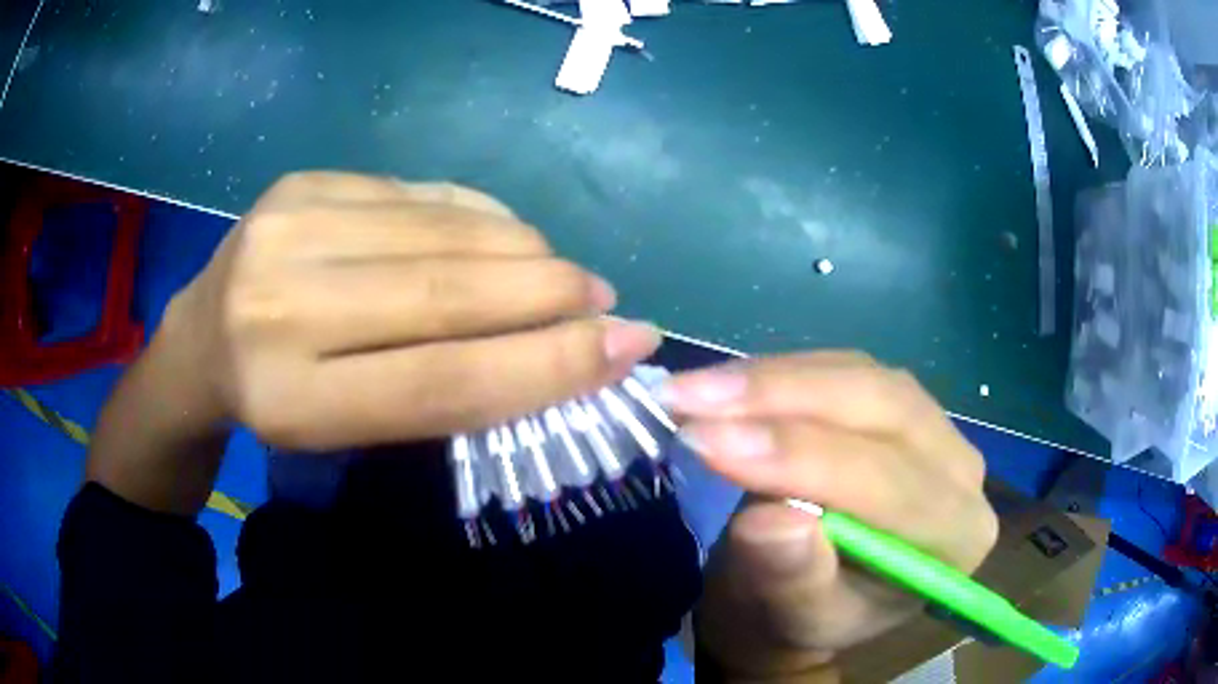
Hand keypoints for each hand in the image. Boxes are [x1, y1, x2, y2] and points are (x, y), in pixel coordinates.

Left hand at [163, 172, 659, 450]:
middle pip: (447, 295)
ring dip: (523, 251)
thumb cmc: (279, 403)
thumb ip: (441, 392)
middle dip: (548, 294)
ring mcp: (287, 229)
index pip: (442, 382)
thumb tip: (557, 346)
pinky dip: (478, 215)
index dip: (547, 366)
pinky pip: (418, 193)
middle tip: (604, 301)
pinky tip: (501, 235)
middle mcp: (280, 310)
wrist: (199, 341)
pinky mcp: (302, 182)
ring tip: (558, 271)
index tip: (627, 347)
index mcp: (294, 403)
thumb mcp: (349, 429)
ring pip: (442, 233)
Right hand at [663, 353, 997, 681]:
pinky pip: (844, 369)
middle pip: (883, 409)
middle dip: (782, 400)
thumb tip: (772, 520)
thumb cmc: (799, 620)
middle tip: (691, 400)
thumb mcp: (792, 618)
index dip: (800, 459)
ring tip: (696, 390)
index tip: (708, 443)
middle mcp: (961, 472)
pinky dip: (780, 373)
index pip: (888, 485)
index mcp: (955, 538)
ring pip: (861, 377)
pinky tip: (730, 383)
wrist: (802, 600)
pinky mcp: (897, 403)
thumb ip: (791, 576)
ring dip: (774, 379)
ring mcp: (934, 427)